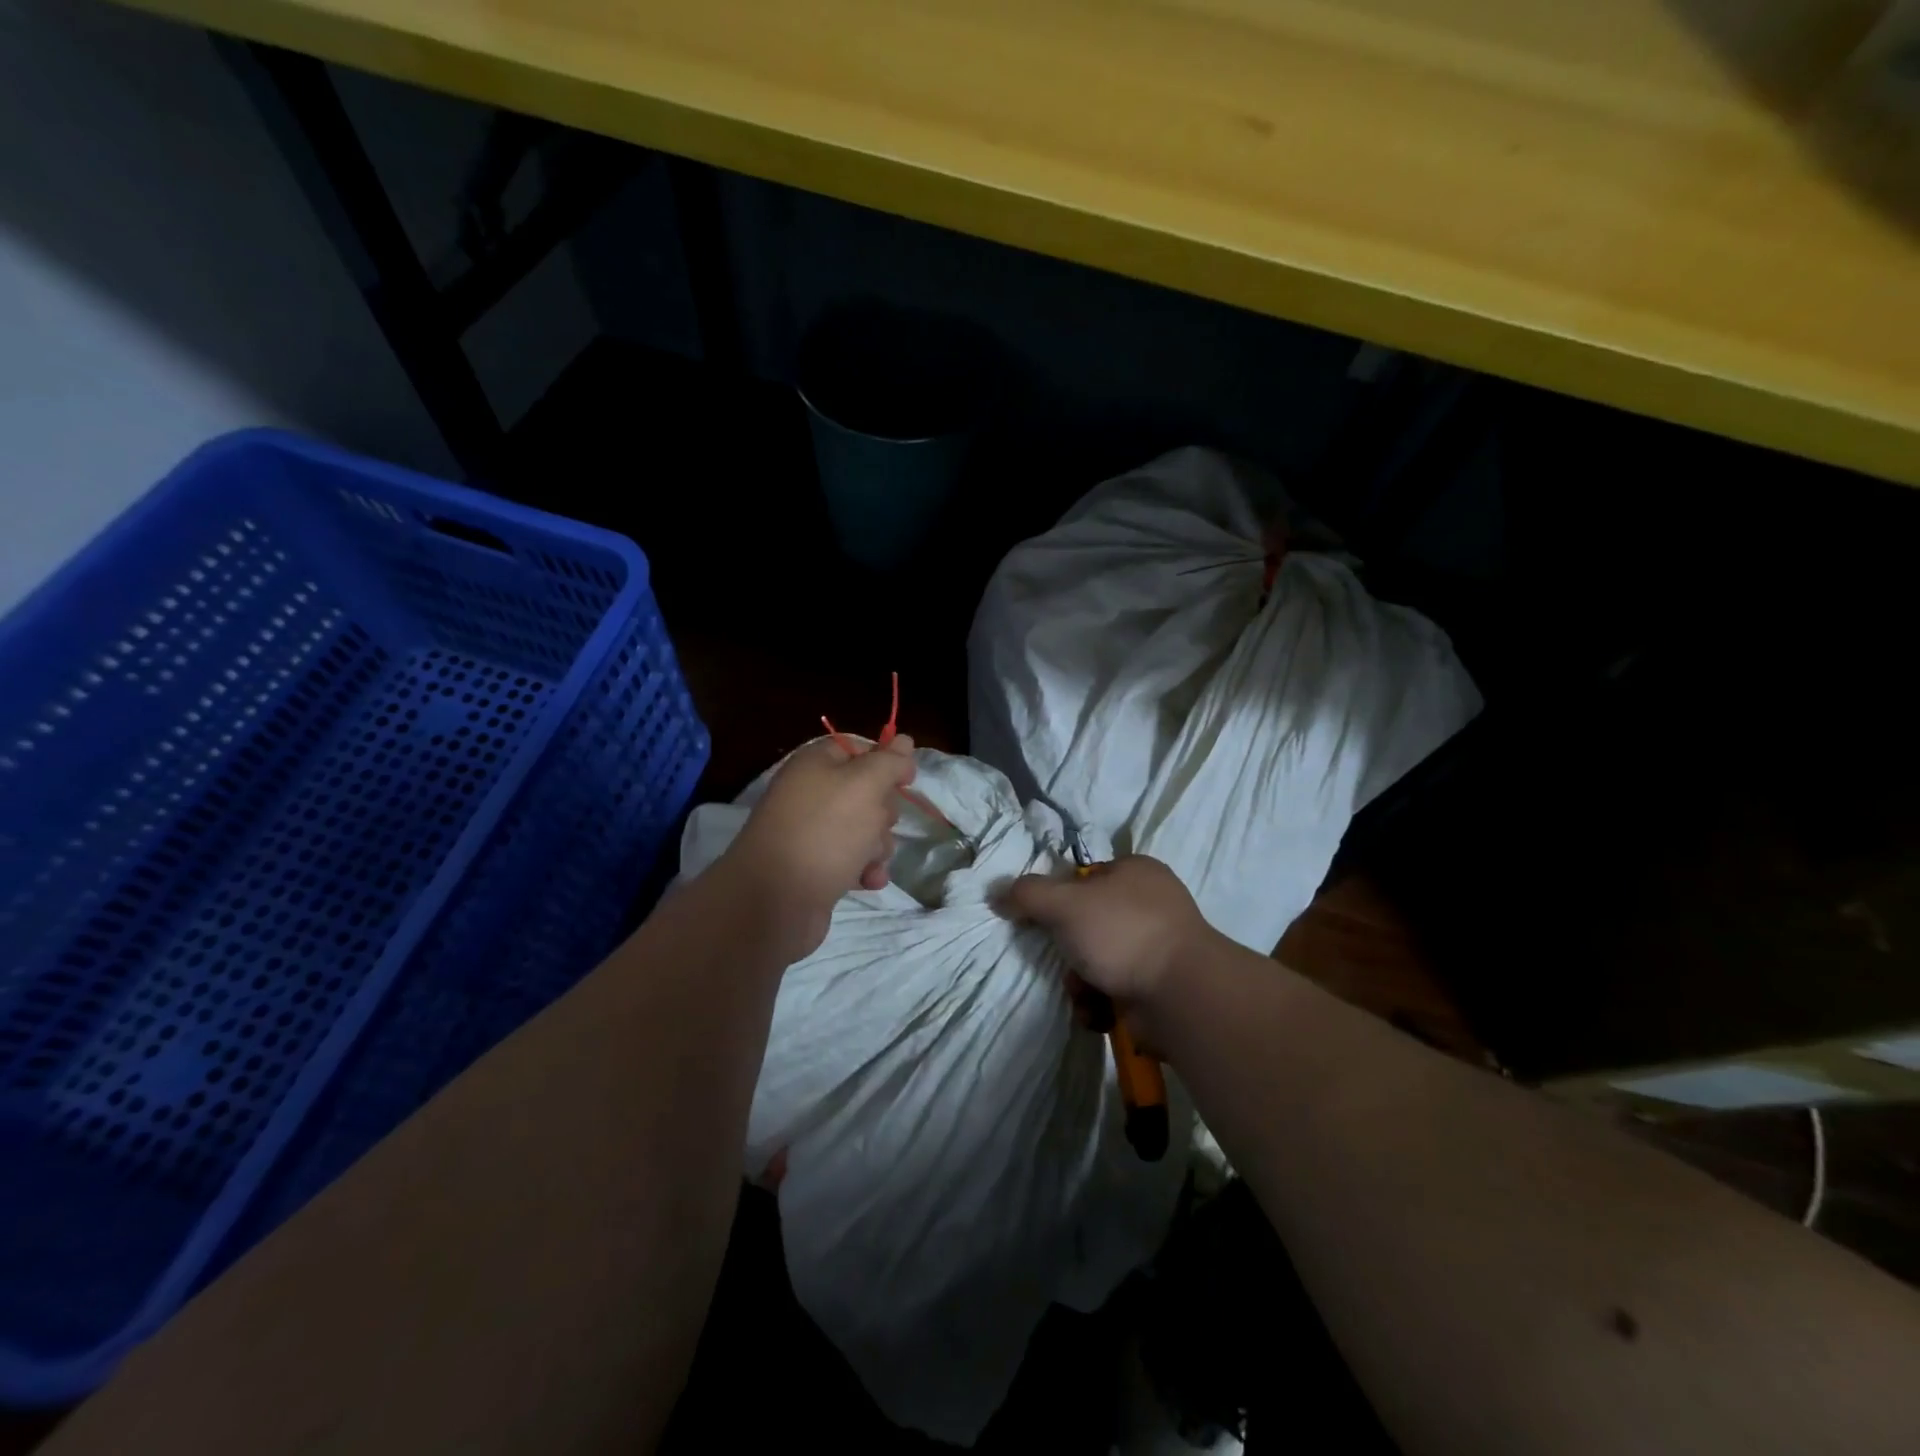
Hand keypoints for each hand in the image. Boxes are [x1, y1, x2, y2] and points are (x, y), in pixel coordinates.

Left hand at [718, 734, 917, 959]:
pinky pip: (852, 860)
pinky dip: (864, 869)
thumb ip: (889, 762)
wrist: (776, 901)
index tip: (908, 780)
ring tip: (868, 860)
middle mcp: (811, 794)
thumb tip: (904, 741)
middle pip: (866, 792)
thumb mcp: (865, 785)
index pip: (858, 749)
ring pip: (864, 829)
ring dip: (877, 845)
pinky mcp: (816, 868)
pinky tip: (867, 881)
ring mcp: (812, 832)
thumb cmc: (824, 832)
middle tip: (877, 825)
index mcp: (815, 764)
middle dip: (882, 812)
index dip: (886, 761)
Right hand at [1000, 855, 1214, 1034]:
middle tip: (1063, 962)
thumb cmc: (1121, 933)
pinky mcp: (1160, 985)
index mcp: (1136, 871)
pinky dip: (1100, 1003)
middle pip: (1087, 923)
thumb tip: (996, 893)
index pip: (1084, 878)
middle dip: (1069, 950)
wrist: (1179, 995)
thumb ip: (1026, 895)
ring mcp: (1159, 946)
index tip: (1042, 920)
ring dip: (1081, 982)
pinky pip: (1115, 989)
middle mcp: (1151, 904)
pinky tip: (1100, 1013)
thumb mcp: (1064, 904)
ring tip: (1085, 994)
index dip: (1058, 898)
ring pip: (1098, 960)